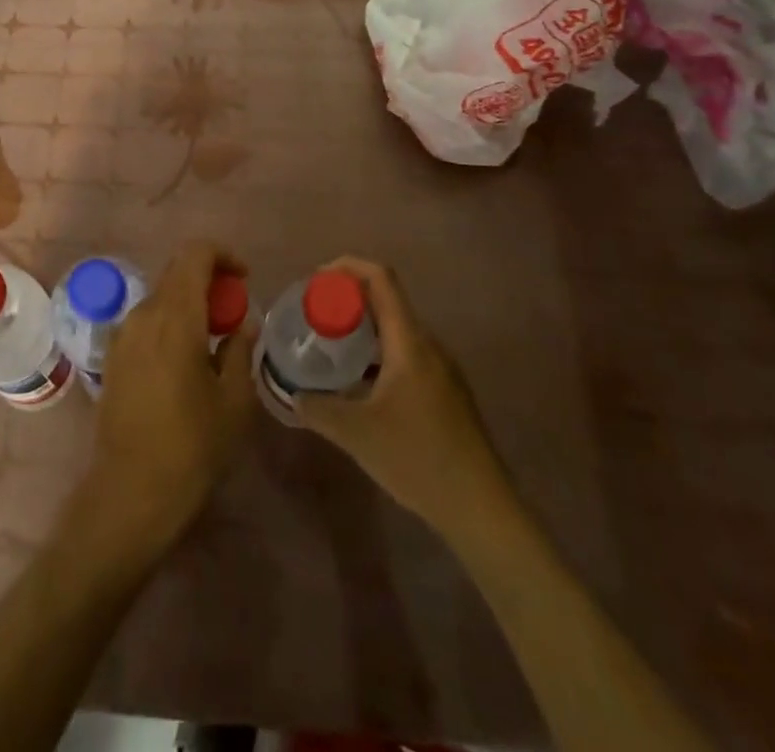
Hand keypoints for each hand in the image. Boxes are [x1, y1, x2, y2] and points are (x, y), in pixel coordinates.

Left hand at [84, 243, 257, 557]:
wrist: (130, 493)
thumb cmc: (192, 447)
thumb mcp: (234, 401)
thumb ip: (240, 351)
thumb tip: (243, 324)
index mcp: (176, 316)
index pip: (195, 254)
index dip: (223, 256)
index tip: (244, 280)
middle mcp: (143, 314)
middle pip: (177, 273)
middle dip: (209, 281)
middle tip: (234, 314)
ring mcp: (122, 335)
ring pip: (161, 298)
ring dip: (189, 304)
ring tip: (213, 341)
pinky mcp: (112, 357)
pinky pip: (146, 322)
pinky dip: (170, 324)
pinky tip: (185, 361)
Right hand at [295, 257, 513, 529]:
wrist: (482, 508)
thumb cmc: (418, 459)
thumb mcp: (357, 434)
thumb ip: (318, 409)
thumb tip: (292, 394)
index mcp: (410, 342)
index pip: (381, 279)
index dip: (348, 266)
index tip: (317, 278)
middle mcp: (429, 345)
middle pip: (387, 301)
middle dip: (349, 299)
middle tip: (315, 316)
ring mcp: (442, 369)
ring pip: (397, 330)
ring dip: (363, 329)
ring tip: (331, 348)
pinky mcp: (447, 392)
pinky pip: (407, 354)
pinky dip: (379, 353)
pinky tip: (361, 384)